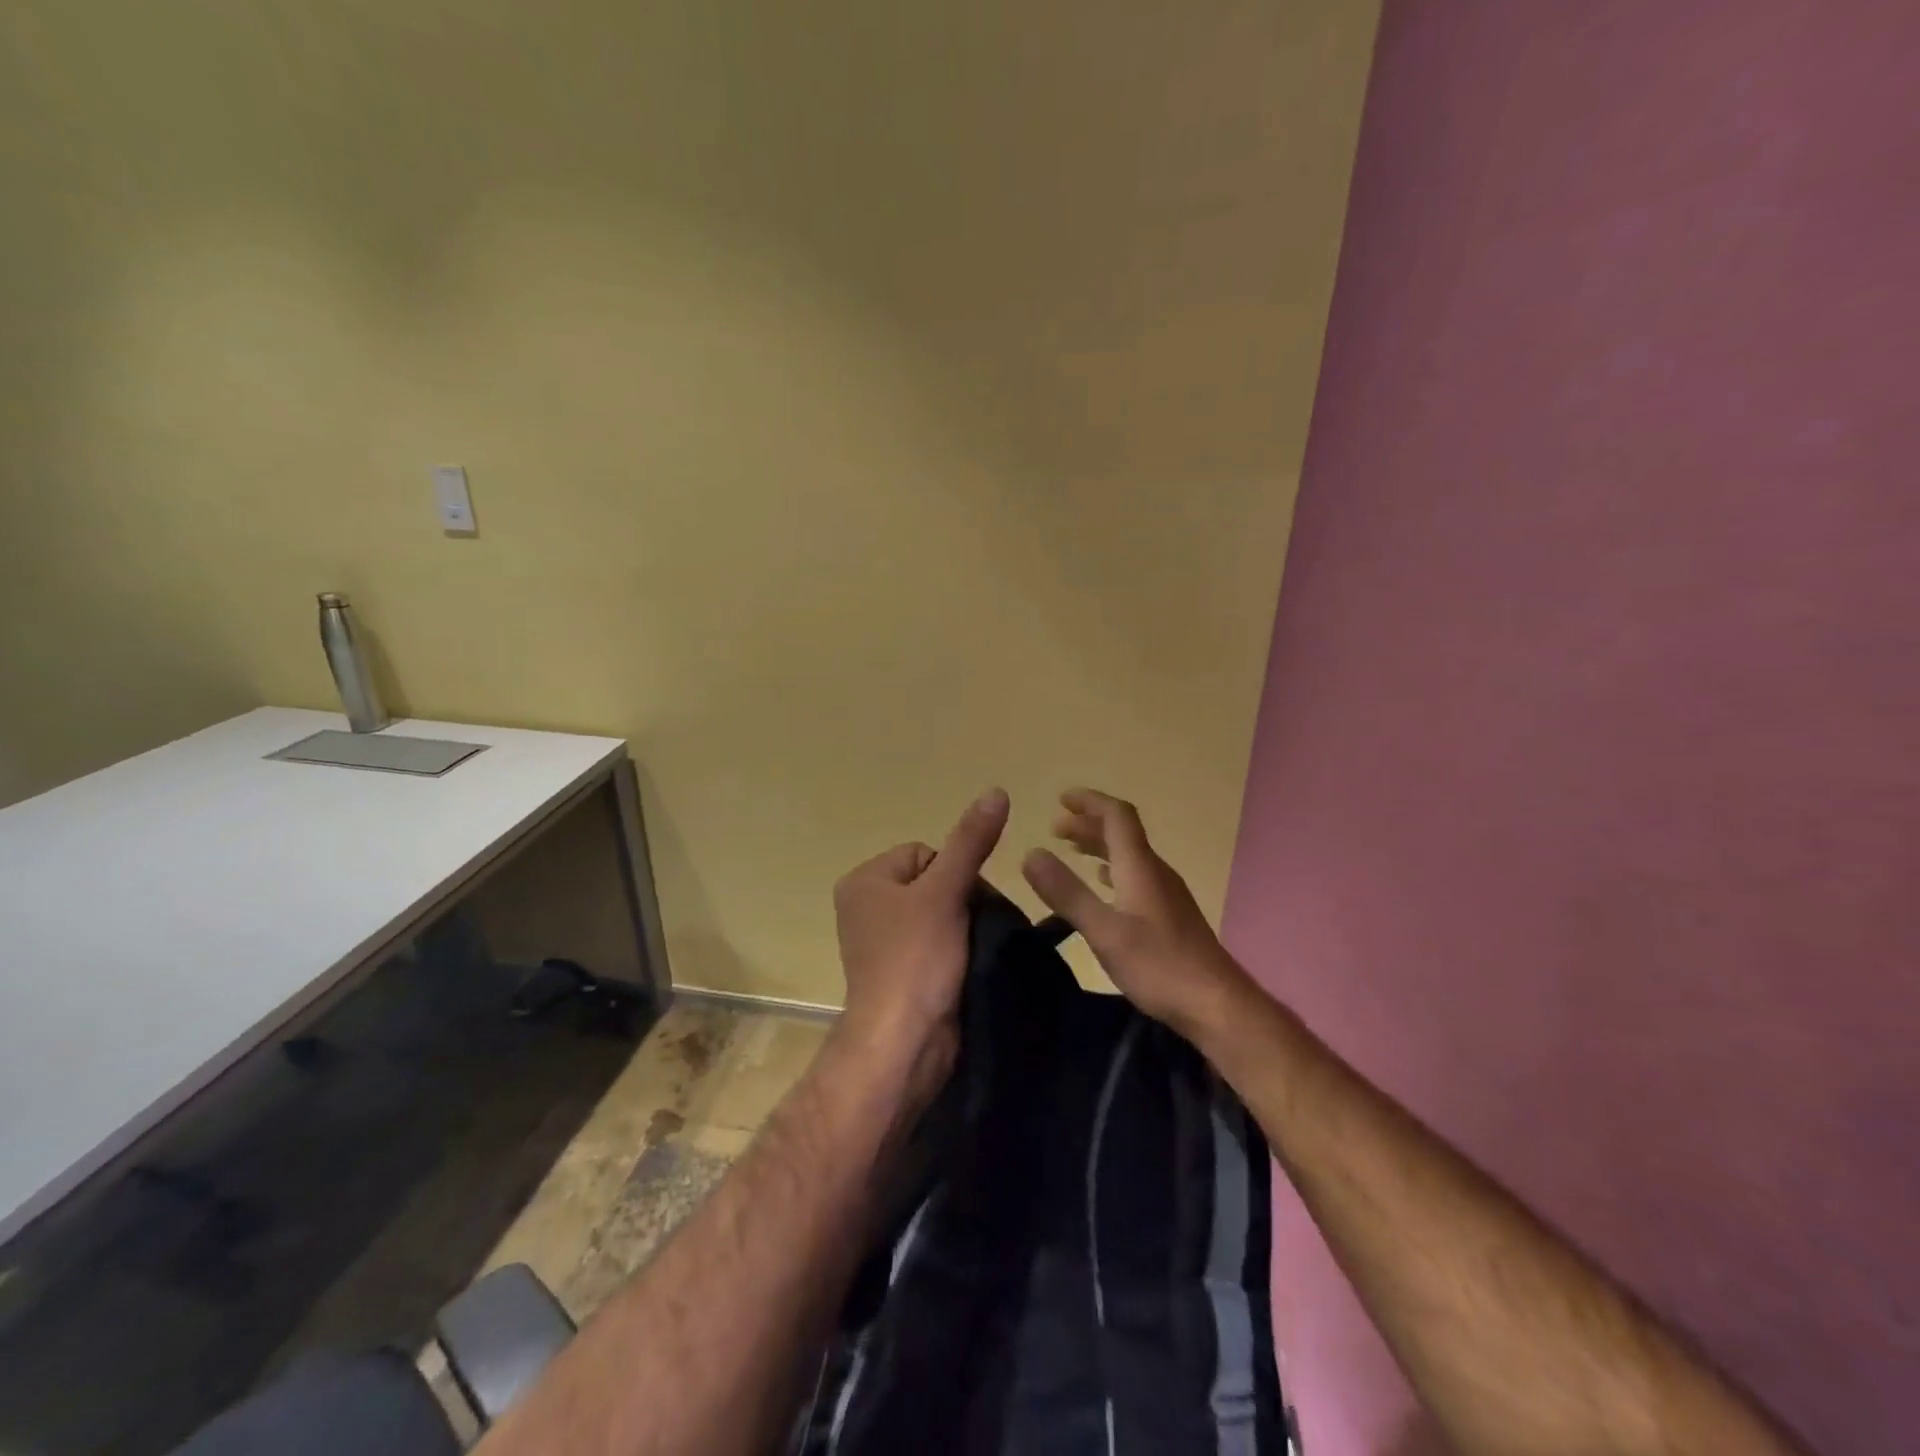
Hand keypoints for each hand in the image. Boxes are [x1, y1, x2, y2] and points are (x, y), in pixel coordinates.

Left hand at [833, 788, 1010, 1069]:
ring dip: (963, 926)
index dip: (954, 873)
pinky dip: (955, 949)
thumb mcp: (945, 892)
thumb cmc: (915, 959)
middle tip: (972, 929)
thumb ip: (971, 842)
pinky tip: (967, 963)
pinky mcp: (900, 971)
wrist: (903, 1042)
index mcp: (864, 880)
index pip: (926, 852)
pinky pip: (935, 943)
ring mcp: (882, 942)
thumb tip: (996, 791)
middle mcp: (866, 906)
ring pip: (940, 913)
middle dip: (961, 900)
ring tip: (971, 948)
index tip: (964, 904)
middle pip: (934, 881)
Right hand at [1021, 788, 1253, 1038]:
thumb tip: (1031, 853)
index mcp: (1140, 867)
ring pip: (1129, 855)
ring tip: (1071, 849)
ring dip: (1100, 846)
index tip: (1061, 798)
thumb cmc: (1159, 966)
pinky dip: (1112, 870)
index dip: (1090, 801)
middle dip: (1089, 823)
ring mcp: (1166, 893)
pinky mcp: (1169, 915)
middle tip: (1055, 827)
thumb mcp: (1104, 931)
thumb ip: (1067, 892)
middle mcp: (1155, 872)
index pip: (1117, 816)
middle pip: (1122, 833)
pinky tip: (1104, 884)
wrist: (1217, 1005)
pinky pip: (1136, 876)